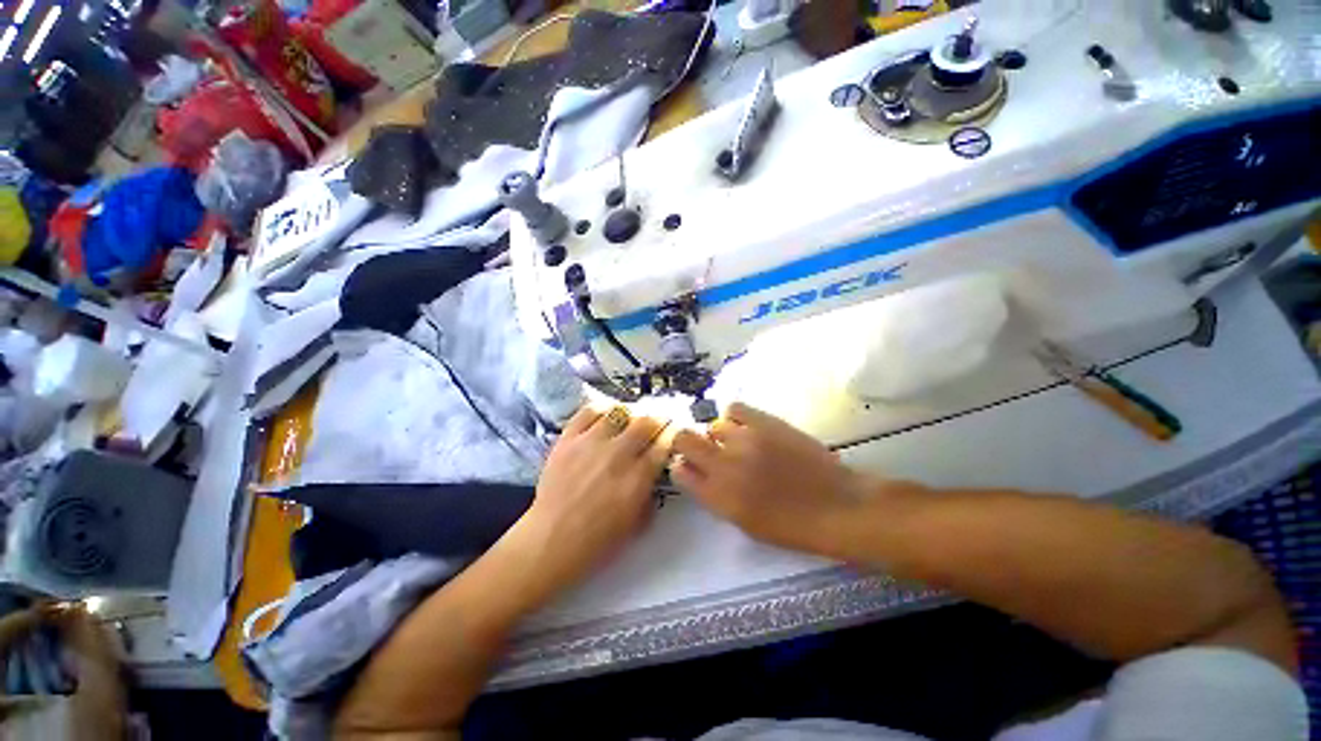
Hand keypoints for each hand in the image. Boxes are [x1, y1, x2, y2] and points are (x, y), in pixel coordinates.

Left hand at [514, 406, 669, 595]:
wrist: (551, 540)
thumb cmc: (597, 540)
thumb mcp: (636, 524)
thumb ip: (650, 495)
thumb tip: (654, 474)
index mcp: (638, 478)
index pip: (664, 443)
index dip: (672, 434)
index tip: (673, 433)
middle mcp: (618, 454)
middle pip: (646, 421)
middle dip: (657, 419)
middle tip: (656, 422)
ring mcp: (591, 443)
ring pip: (620, 412)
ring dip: (631, 413)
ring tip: (631, 418)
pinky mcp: (568, 439)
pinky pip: (589, 411)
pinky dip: (602, 408)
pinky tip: (606, 415)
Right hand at [672, 403, 886, 556]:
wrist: (835, 506)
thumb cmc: (790, 525)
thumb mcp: (743, 523)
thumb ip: (714, 495)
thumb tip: (697, 472)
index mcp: (717, 496)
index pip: (679, 471)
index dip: (683, 466)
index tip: (692, 467)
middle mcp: (723, 465)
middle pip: (684, 439)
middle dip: (687, 442)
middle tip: (704, 449)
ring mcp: (743, 440)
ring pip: (713, 425)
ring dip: (720, 435)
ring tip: (739, 442)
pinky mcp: (764, 422)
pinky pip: (734, 408)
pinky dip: (735, 417)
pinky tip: (747, 427)